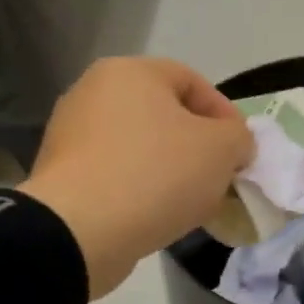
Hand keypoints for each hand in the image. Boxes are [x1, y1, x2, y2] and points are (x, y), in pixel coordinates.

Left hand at [20, 57, 254, 299]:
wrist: (80, 231)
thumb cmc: (157, 174)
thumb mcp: (222, 149)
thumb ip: (240, 138)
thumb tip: (233, 145)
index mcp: (130, 72)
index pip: (194, 82)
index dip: (226, 116)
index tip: (242, 153)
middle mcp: (93, 92)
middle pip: (165, 116)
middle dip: (199, 147)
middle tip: (220, 178)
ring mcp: (71, 134)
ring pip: (141, 147)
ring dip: (172, 171)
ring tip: (192, 203)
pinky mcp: (62, 175)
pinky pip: (117, 174)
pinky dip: (141, 189)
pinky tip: (158, 216)